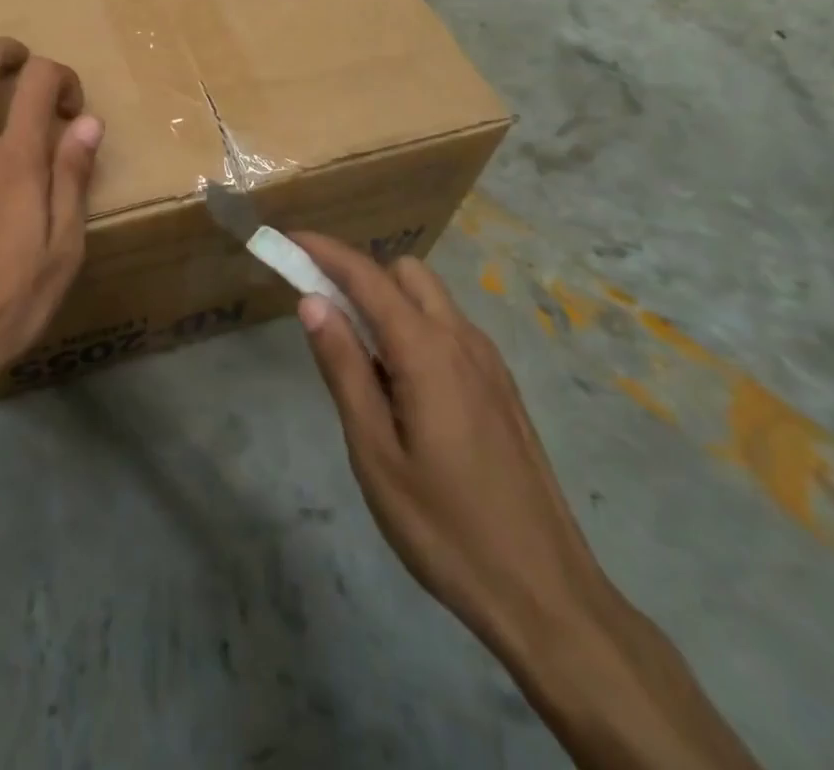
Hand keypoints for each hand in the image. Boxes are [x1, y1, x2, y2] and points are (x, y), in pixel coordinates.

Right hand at [291, 235, 619, 661]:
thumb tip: (312, 302)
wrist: (546, 595)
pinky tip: (400, 384)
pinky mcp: (501, 387)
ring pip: (431, 298)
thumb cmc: (445, 527)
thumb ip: (343, 368)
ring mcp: (488, 362)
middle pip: (405, 272)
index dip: (324, 251)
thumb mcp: (374, 452)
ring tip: (357, 354)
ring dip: (388, 300)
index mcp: (427, 351)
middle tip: (321, 310)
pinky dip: (414, 326)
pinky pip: (449, 329)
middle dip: (360, 273)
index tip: (287, 239)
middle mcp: (462, 340)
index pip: (367, 276)